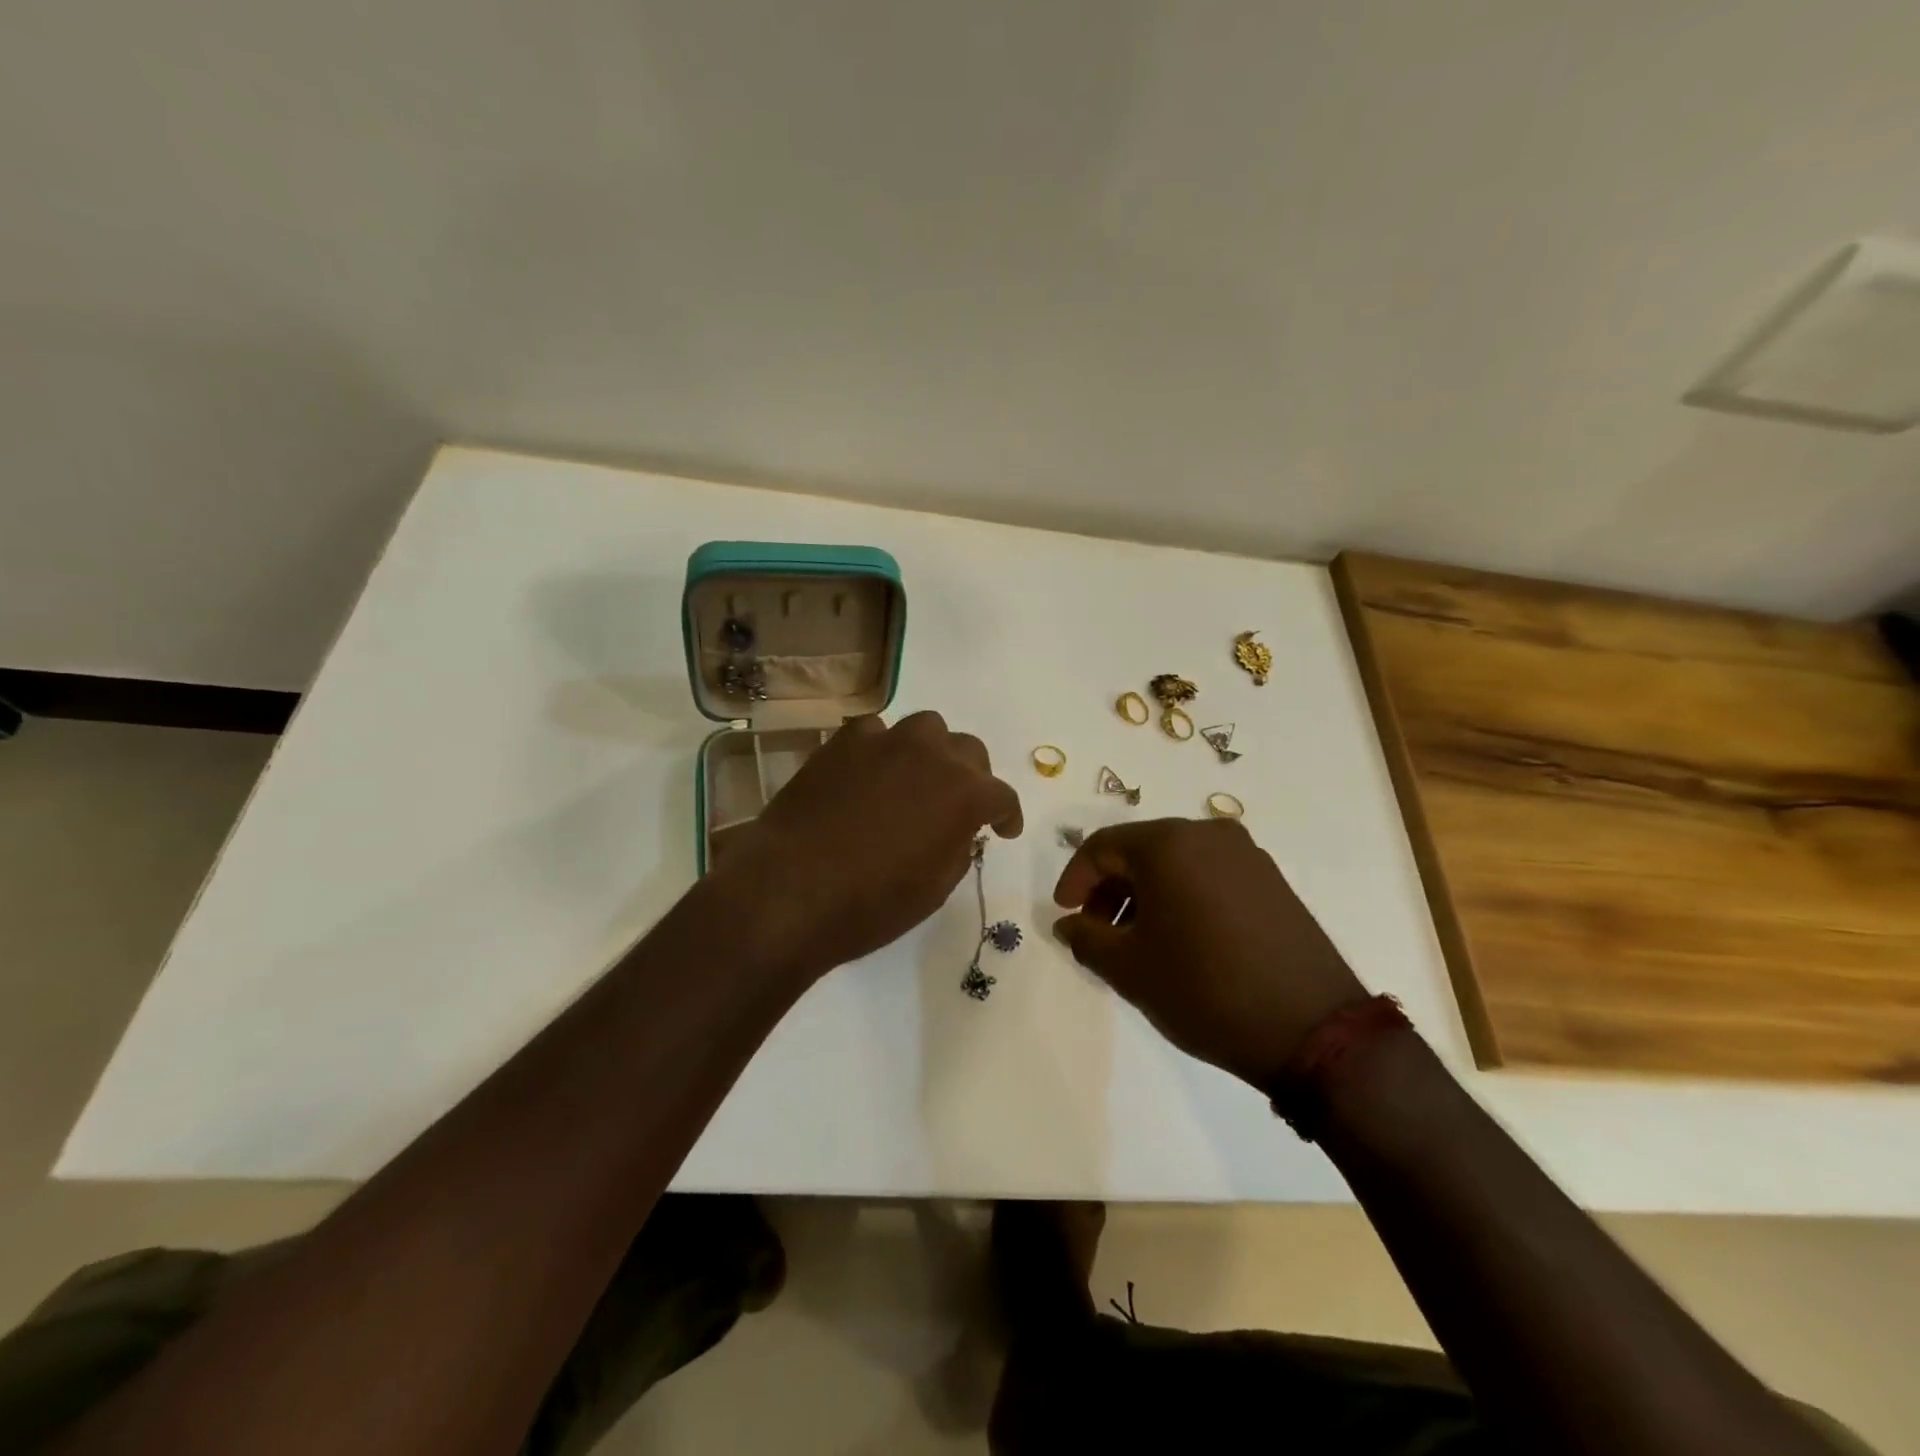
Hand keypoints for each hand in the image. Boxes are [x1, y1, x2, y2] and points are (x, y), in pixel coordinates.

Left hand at [718, 711, 1022, 978]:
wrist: (789, 890)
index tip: (1004, 830)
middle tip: (959, 805)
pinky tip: (870, 774)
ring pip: (925, 729)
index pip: (1001, 796)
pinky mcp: (842, 742)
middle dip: (971, 777)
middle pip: (968, 751)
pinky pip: (875, 733)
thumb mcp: (935, 888)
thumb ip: (958, 847)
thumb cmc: (871, 903)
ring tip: (916, 779)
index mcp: (964, 793)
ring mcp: (885, 741)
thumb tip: (957, 829)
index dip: (1007, 815)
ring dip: (930, 753)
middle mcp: (932, 754)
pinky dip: (882, 750)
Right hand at [1052, 818, 1366, 1088]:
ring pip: (1176, 862)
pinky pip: (1210, 875)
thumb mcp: (1128, 968)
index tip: (1064, 915)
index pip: (1102, 846)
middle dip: (1111, 888)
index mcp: (1168, 843)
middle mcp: (1208, 834)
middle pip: (1140, 850)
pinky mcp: (1272, 881)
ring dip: (1146, 894)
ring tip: (1138, 941)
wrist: (1312, 1030)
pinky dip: (1182, 896)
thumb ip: (1085, 937)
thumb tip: (1067, 923)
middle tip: (1098, 930)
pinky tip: (1181, 939)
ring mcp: (1247, 855)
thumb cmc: (1204, 989)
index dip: (1075, 880)